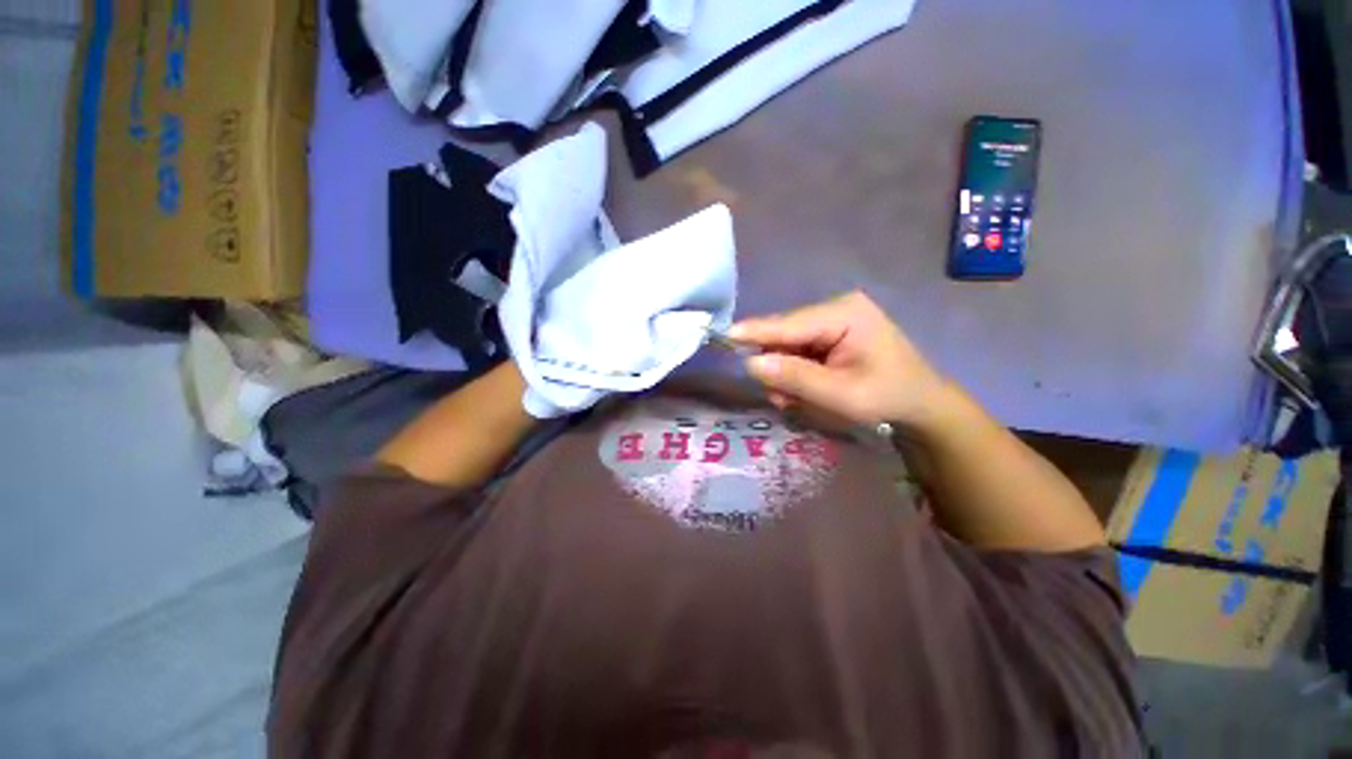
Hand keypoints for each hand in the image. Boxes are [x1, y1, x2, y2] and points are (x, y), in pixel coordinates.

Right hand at [729, 291, 951, 429]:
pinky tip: (808, 390)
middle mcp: (834, 309)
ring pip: (786, 346)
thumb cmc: (887, 397)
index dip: (754, 332)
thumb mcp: (841, 395)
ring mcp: (831, 320)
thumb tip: (751, 363)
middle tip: (786, 400)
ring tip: (803, 399)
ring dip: (786, 375)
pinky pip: (796, 352)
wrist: (919, 405)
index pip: (787, 324)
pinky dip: (795, 373)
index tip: (723, 336)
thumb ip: (795, 378)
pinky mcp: (828, 334)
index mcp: (843, 314)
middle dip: (778, 368)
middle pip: (783, 336)